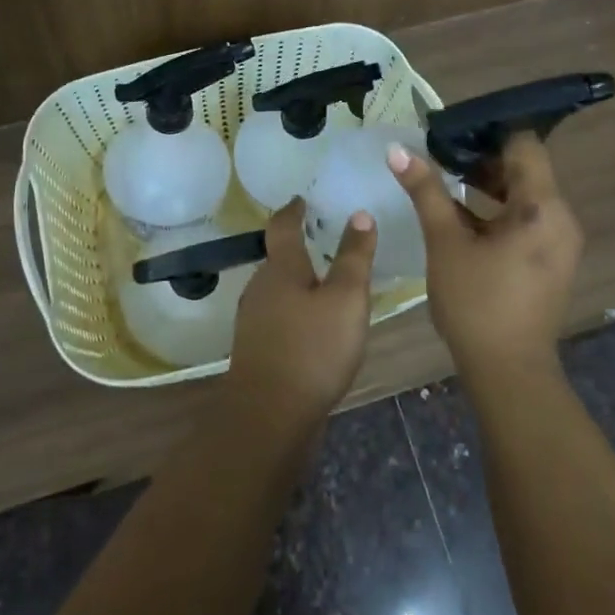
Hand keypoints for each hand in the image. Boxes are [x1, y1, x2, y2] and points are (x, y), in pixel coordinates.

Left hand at [225, 199, 376, 428]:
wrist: (270, 416)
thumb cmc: (312, 348)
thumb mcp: (345, 299)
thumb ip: (353, 257)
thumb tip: (359, 215)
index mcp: (280, 269)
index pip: (282, 227)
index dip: (292, 210)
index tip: (300, 199)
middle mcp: (260, 288)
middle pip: (278, 260)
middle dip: (299, 249)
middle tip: (325, 241)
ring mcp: (255, 321)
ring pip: (279, 290)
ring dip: (298, 282)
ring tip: (326, 283)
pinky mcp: (258, 350)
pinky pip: (279, 317)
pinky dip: (296, 311)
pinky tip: (315, 326)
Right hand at [387, 133, 582, 375]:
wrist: (508, 372)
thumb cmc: (476, 302)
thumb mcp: (445, 242)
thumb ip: (425, 191)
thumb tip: (398, 150)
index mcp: (542, 207)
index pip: (524, 144)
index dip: (488, 132)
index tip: (451, 131)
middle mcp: (561, 218)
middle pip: (525, 169)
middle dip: (482, 158)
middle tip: (440, 152)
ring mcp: (559, 241)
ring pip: (525, 195)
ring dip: (488, 185)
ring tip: (444, 178)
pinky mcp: (551, 260)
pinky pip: (527, 219)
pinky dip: (498, 211)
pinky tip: (460, 215)